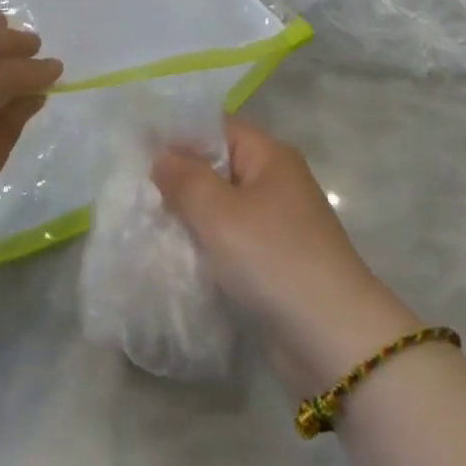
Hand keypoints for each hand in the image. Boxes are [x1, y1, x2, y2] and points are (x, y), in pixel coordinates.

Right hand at [153, 121, 421, 395]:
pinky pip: (231, 241)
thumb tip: (161, 156)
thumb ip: (186, 180)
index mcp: (270, 156)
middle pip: (219, 167)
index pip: (218, 128)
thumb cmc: (274, 257)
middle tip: (132, 187)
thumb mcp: (220, 213)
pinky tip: (173, 255)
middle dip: (180, 177)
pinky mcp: (273, 262)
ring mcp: (277, 224)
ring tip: (144, 220)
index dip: (179, 134)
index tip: (137, 147)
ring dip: (190, 215)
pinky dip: (206, 245)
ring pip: (222, 207)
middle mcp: (276, 182)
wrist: (332, 337)